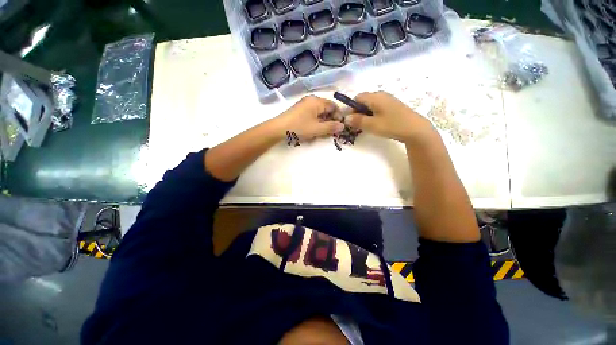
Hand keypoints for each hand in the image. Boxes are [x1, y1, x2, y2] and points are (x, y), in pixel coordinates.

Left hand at [274, 96, 344, 141]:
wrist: (278, 129)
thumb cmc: (299, 127)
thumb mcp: (317, 129)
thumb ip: (331, 127)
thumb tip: (343, 126)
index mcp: (317, 101)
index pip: (334, 106)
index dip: (338, 116)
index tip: (339, 127)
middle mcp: (311, 100)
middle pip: (327, 109)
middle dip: (330, 120)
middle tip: (331, 131)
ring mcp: (304, 105)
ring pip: (319, 112)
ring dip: (323, 122)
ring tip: (322, 132)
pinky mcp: (300, 110)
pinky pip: (312, 114)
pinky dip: (316, 121)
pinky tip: (313, 129)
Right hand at [344, 91, 434, 143]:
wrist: (415, 129)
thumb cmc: (391, 125)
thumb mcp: (371, 125)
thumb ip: (357, 120)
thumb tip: (346, 118)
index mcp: (375, 97)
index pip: (357, 98)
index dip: (351, 108)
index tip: (350, 120)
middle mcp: (381, 95)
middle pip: (363, 101)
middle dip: (357, 112)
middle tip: (357, 125)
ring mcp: (388, 100)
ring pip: (370, 105)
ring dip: (365, 114)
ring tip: (366, 126)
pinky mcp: (393, 106)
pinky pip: (378, 108)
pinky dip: (373, 115)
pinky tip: (376, 124)